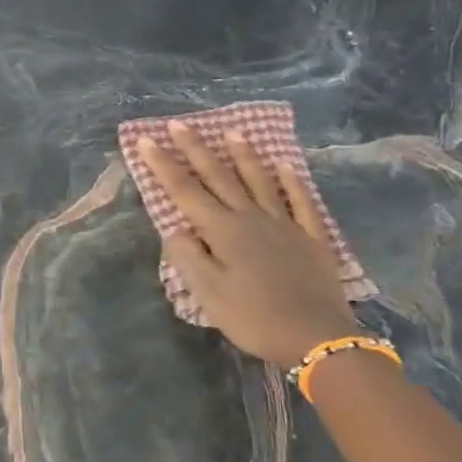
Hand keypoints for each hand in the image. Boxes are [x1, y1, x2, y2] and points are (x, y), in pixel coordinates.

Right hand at [135, 121, 357, 366]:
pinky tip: (285, 166)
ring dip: (243, 157)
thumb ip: (188, 257)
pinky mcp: (311, 238)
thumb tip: (174, 227)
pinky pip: (301, 202)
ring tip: (232, 133)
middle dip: (197, 150)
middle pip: (220, 178)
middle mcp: (251, 219)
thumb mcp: (207, 294)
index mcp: (223, 231)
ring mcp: (285, 225)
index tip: (146, 140)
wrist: (315, 337)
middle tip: (180, 124)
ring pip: (260, 182)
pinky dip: (292, 182)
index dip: (163, 165)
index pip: (185, 191)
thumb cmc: (252, 317)